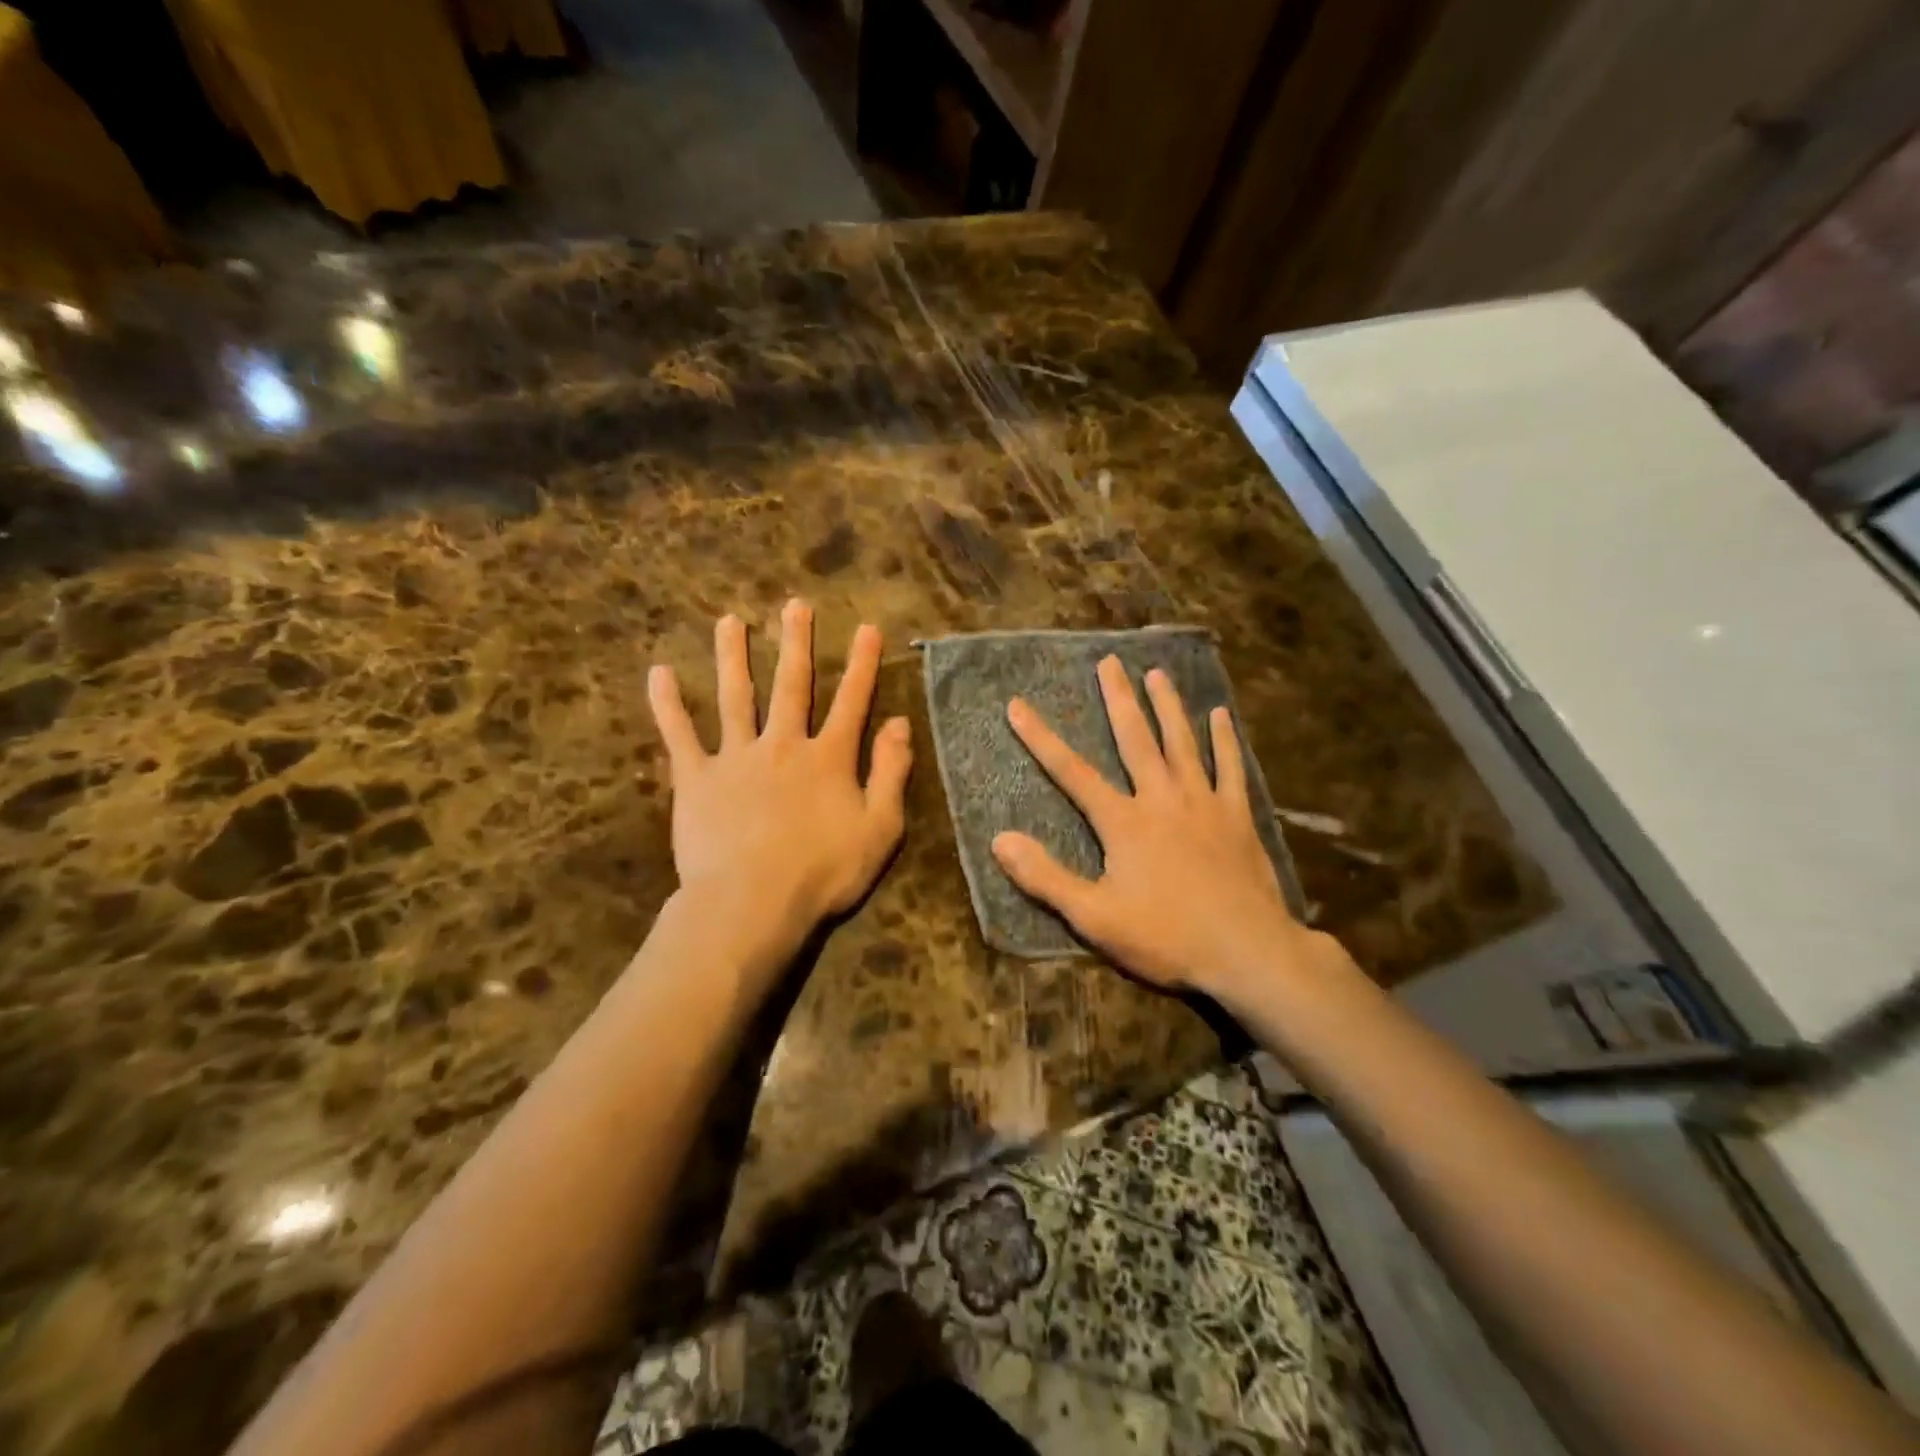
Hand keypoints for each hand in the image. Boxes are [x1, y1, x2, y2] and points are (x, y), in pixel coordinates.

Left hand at [647, 599, 911, 956]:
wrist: (753, 902)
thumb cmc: (824, 872)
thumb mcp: (880, 828)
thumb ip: (891, 772)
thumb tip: (900, 723)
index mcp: (828, 758)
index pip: (852, 701)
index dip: (863, 664)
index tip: (868, 628)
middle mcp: (783, 744)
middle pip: (792, 685)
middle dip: (796, 643)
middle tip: (795, 606)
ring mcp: (736, 757)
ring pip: (735, 696)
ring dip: (733, 657)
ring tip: (729, 621)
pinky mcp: (696, 778)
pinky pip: (680, 735)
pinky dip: (668, 704)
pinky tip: (658, 673)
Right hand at [991, 656, 1326, 998]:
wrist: (1246, 952)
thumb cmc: (1166, 936)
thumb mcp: (1094, 916)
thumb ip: (1045, 877)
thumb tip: (999, 840)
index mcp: (1124, 822)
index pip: (1071, 772)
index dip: (1040, 738)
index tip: (1017, 705)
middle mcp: (1162, 799)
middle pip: (1135, 740)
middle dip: (1118, 699)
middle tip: (1109, 662)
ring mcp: (1204, 804)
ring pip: (1182, 744)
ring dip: (1168, 707)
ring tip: (1157, 673)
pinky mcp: (1237, 817)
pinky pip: (1230, 768)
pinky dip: (1224, 740)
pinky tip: (1220, 715)